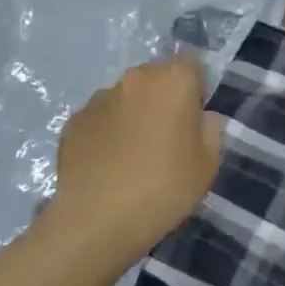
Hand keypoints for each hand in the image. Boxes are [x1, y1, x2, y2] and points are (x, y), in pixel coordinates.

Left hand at [40, 56, 223, 269]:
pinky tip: (109, 164)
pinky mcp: (73, 122)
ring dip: (133, 113)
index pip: (191, 63)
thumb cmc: (164, 188)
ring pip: (126, 96)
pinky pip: (100, 118)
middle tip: (167, 136)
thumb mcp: (208, 164)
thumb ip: (211, 130)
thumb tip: (202, 117)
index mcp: (173, 82)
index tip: (195, 116)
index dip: (195, 86)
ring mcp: (99, 99)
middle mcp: (135, 80)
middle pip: (156, 77)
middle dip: (163, 97)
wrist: (96, 221)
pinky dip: (107, 132)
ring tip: (133, 153)